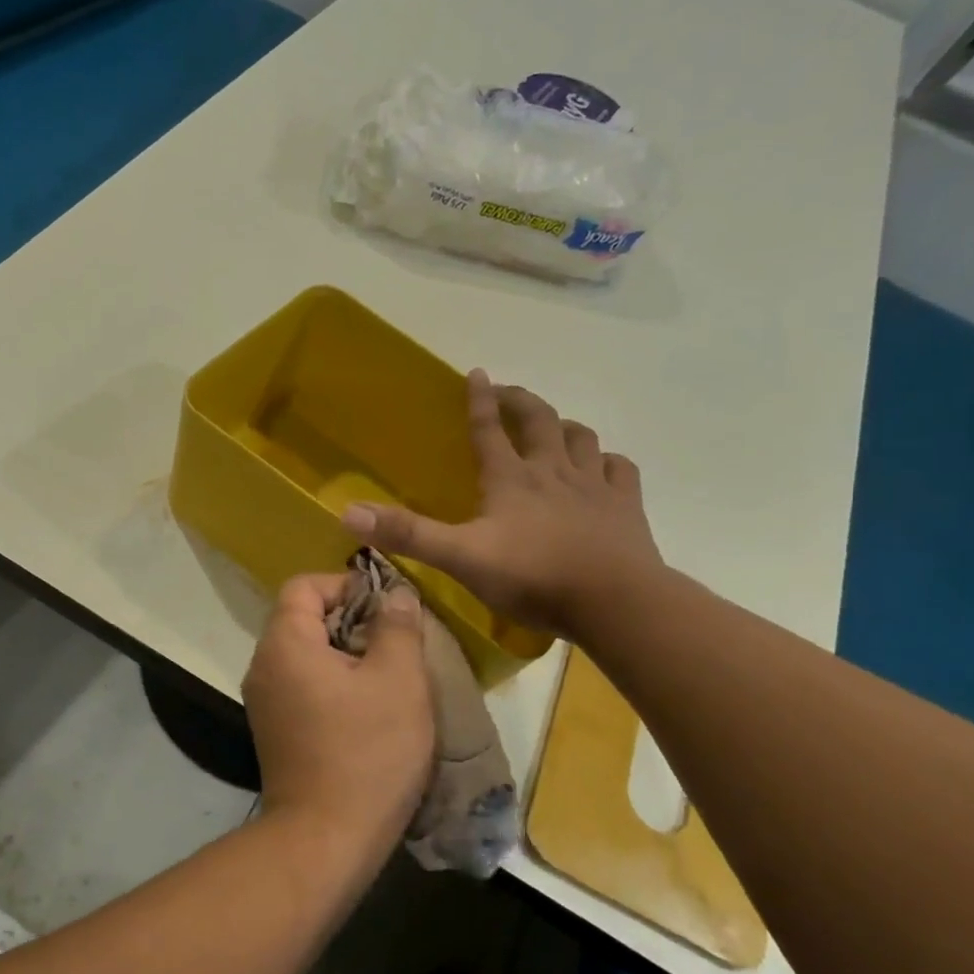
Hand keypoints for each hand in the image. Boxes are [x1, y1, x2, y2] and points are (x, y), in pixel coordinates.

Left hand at [243, 574, 433, 853]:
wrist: (326, 838)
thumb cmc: (367, 752)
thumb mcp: (398, 680)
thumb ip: (397, 626)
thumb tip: (395, 592)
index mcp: (283, 643)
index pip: (304, 585)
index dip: (346, 584)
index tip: (387, 607)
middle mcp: (262, 666)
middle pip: (303, 619)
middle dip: (352, 621)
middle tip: (396, 643)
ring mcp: (264, 701)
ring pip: (306, 655)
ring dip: (346, 656)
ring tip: (389, 676)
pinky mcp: (274, 730)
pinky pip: (303, 686)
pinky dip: (333, 684)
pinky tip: (368, 709)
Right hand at [342, 369, 663, 640]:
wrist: (613, 601)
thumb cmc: (532, 576)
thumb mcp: (459, 557)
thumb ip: (408, 534)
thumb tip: (348, 511)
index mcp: (510, 479)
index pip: (488, 429)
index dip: (479, 400)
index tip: (476, 373)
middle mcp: (552, 471)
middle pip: (539, 420)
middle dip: (522, 401)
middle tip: (509, 393)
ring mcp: (593, 485)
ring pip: (581, 438)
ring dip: (564, 426)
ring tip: (555, 426)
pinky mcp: (625, 506)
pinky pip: (619, 469)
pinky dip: (607, 461)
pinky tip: (603, 466)